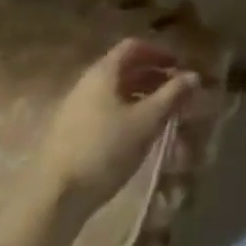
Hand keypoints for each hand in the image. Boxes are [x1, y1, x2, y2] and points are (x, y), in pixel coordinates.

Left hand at [38, 39, 199, 208]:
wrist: (52, 199)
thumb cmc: (104, 150)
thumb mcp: (145, 122)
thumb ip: (171, 96)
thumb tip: (194, 75)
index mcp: (103, 72)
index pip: (133, 47)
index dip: (158, 52)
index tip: (178, 66)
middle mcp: (86, 83)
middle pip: (123, 69)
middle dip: (151, 76)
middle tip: (174, 91)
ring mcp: (73, 109)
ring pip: (112, 92)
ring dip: (138, 97)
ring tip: (157, 115)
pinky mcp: (67, 135)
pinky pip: (101, 111)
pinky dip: (123, 113)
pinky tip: (132, 137)